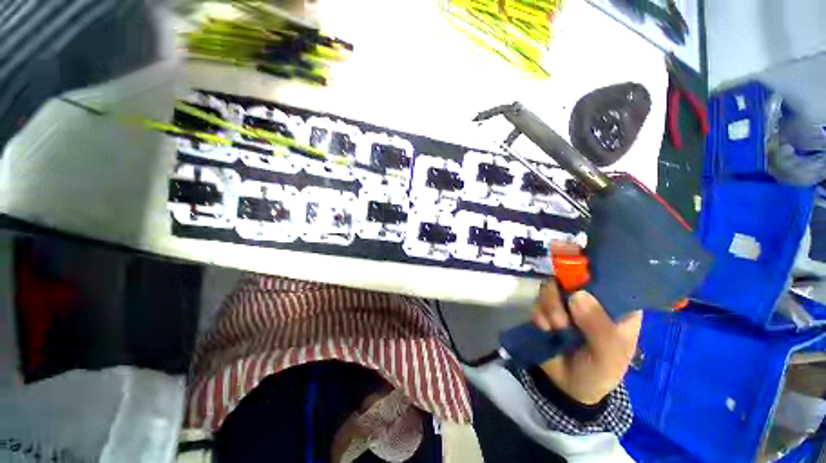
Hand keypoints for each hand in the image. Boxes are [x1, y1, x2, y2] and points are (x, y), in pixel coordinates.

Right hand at [531, 247, 641, 404]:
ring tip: (556, 329)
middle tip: (563, 319)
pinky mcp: (546, 308)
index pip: (609, 275)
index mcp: (616, 305)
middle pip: (571, 276)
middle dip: (561, 296)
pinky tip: (546, 331)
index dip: (594, 265)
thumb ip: (599, 327)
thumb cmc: (601, 371)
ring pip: (550, 288)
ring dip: (550, 309)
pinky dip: (540, 316)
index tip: (576, 261)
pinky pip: (537, 301)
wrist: (569, 387)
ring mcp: (565, 302)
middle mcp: (589, 297)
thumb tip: (577, 294)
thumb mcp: (609, 355)